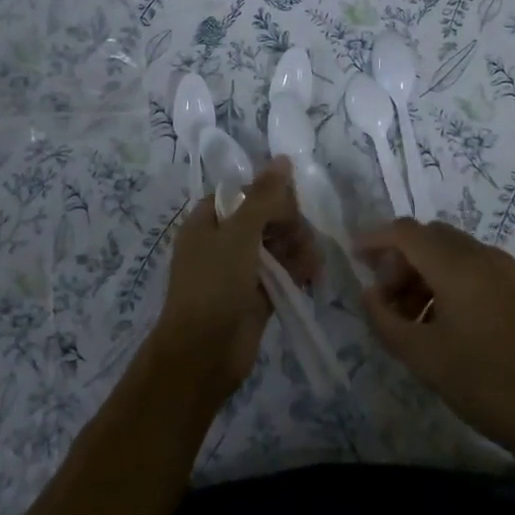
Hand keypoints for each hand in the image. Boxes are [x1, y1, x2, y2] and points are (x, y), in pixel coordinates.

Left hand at [150, 157, 320, 407]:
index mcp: (207, 222)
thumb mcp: (238, 234)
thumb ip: (263, 197)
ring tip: (312, 263)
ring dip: (298, 248)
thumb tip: (282, 159)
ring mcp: (239, 271)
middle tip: (302, 240)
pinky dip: (297, 271)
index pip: (243, 194)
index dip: (268, 195)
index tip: (291, 206)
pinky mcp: (256, 296)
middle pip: (263, 218)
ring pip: (276, 246)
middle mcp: (221, 242)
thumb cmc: (213, 286)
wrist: (202, 355)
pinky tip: (313, 275)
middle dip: (289, 224)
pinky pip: (281, 274)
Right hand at [357, 219, 514, 466]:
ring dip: (423, 271)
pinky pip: (472, 266)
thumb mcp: (421, 356)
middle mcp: (482, 255)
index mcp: (457, 266)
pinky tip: (440, 320)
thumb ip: (384, 319)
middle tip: (385, 297)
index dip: (376, 239)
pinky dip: (447, 279)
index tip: (355, 258)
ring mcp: (504, 270)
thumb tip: (369, 294)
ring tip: (409, 316)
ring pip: (451, 251)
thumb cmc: (483, 383)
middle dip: (400, 259)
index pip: (406, 232)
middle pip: (429, 237)